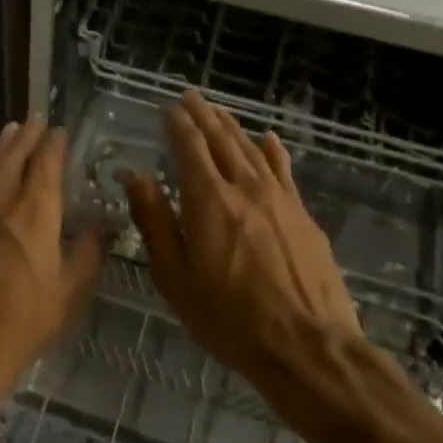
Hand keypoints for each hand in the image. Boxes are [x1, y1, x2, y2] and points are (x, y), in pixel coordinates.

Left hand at [0, 119, 106, 421]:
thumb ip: (86, 255)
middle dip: (28, 138)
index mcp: (36, 216)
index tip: (60, 131)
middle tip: (36, 120)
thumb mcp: (68, 294)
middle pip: (15, 160)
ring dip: (2, 147)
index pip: (46, 167)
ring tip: (11, 128)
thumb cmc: (23, 323)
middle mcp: (2, 204)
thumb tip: (101, 226)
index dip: (54, 146)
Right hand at [126, 92, 367, 424]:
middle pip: (222, 140)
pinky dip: (272, 151)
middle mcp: (245, 188)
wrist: (308, 346)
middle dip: (204, 116)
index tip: (168, 108)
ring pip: (252, 150)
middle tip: (191, 96)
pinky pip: (284, 171)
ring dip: (233, 127)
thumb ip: (155, 221)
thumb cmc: (228, 317)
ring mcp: (280, 200)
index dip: (177, 124)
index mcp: (208, 200)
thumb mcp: (175, 276)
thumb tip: (135, 176)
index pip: (190, 147)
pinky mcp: (304, 217)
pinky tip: (268, 139)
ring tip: (219, 111)